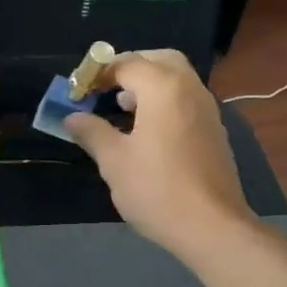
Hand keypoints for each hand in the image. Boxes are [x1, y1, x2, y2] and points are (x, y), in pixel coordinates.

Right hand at [64, 49, 254, 258]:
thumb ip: (92, 132)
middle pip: (159, 60)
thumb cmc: (156, 189)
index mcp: (163, 88)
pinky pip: (185, 101)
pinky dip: (164, 102)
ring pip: (176, 80)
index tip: (77, 92)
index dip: (98, 74)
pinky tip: (146, 132)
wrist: (211, 226)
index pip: (126, 63)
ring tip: (121, 109)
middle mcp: (190, 89)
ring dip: (148, 85)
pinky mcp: (214, 131)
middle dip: (129, 68)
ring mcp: (207, 110)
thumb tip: (72, 117)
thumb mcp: (114, 161)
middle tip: (105, 89)